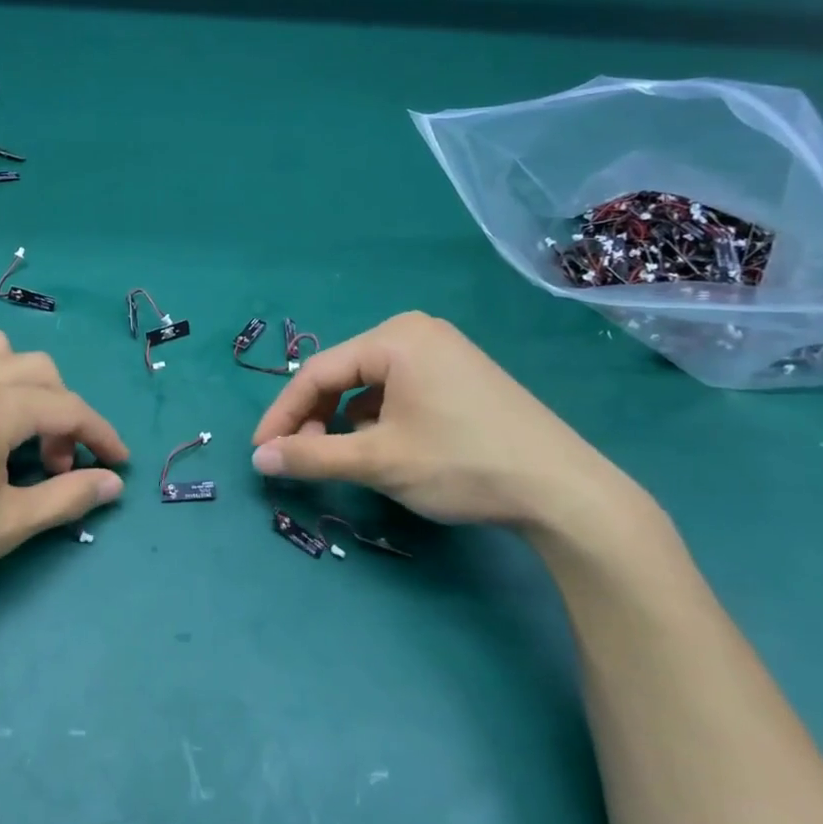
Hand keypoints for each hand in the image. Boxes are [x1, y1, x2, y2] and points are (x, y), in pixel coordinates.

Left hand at [0, 329, 127, 620]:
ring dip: (21, 384)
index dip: (100, 434)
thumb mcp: (6, 527)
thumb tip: (112, 484)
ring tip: (13, 432)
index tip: (117, 463)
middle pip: (37, 370)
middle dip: (62, 412)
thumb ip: (67, 498)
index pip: (67, 407)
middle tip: (56, 464)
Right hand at [250, 311, 639, 533]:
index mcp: (396, 337)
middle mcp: (417, 332)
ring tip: (339, 455)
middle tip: (299, 457)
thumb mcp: (378, 460)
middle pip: (344, 373)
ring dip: (345, 418)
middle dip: (315, 415)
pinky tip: (381, 446)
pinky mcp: (461, 376)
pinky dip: (378, 416)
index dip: (283, 413)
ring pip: (371, 383)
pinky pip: (400, 389)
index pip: (318, 371)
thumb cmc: (461, 464)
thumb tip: (259, 459)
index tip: (260, 451)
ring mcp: (444, 351)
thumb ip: (312, 455)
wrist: (563, 491)